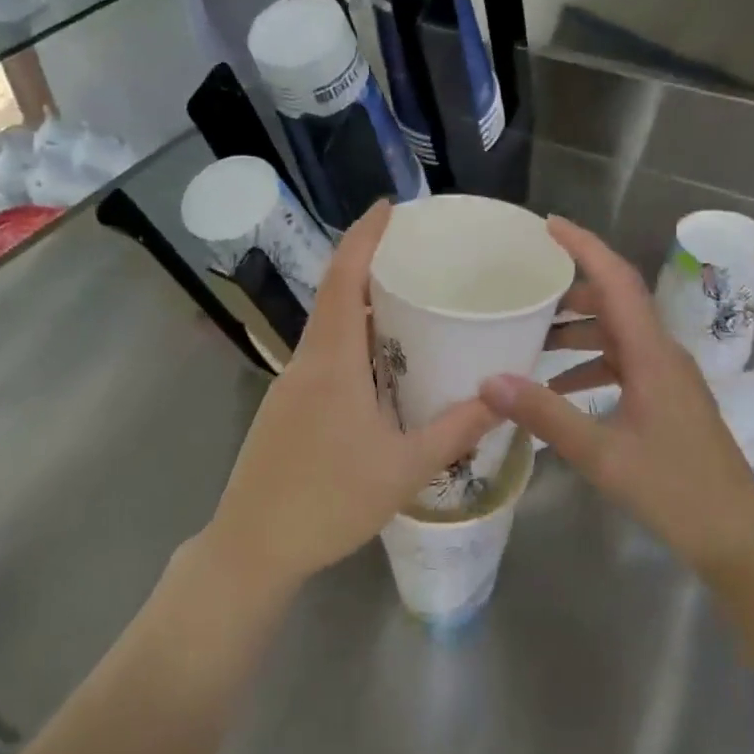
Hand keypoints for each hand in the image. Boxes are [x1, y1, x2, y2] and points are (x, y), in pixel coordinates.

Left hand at [203, 201, 496, 595]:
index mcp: (331, 363)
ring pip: (327, 327)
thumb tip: (501, 397)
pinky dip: (351, 339)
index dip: (363, 237)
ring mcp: (290, 385)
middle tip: (414, 252)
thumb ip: (454, 430)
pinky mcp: (286, 407)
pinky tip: (378, 362)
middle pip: (333, 294)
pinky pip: (322, 355)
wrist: (252, 546)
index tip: (388, 206)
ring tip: (405, 300)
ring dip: (359, 304)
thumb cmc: (328, 502)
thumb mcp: (403, 469)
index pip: (342, 280)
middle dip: (368, 263)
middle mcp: (306, 362)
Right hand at [479, 218, 753, 570]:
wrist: (737, 535)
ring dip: (578, 331)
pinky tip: (560, 389)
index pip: (618, 281)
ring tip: (533, 340)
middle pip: (616, 303)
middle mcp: (663, 355)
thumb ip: (546, 415)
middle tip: (525, 293)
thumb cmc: (675, 490)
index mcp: (653, 355)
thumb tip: (490, 381)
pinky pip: (623, 365)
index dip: (585, 247)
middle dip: (571, 293)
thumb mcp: (602, 454)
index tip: (548, 226)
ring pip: (619, 335)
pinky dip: (590, 365)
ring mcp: (668, 378)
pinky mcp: (667, 399)